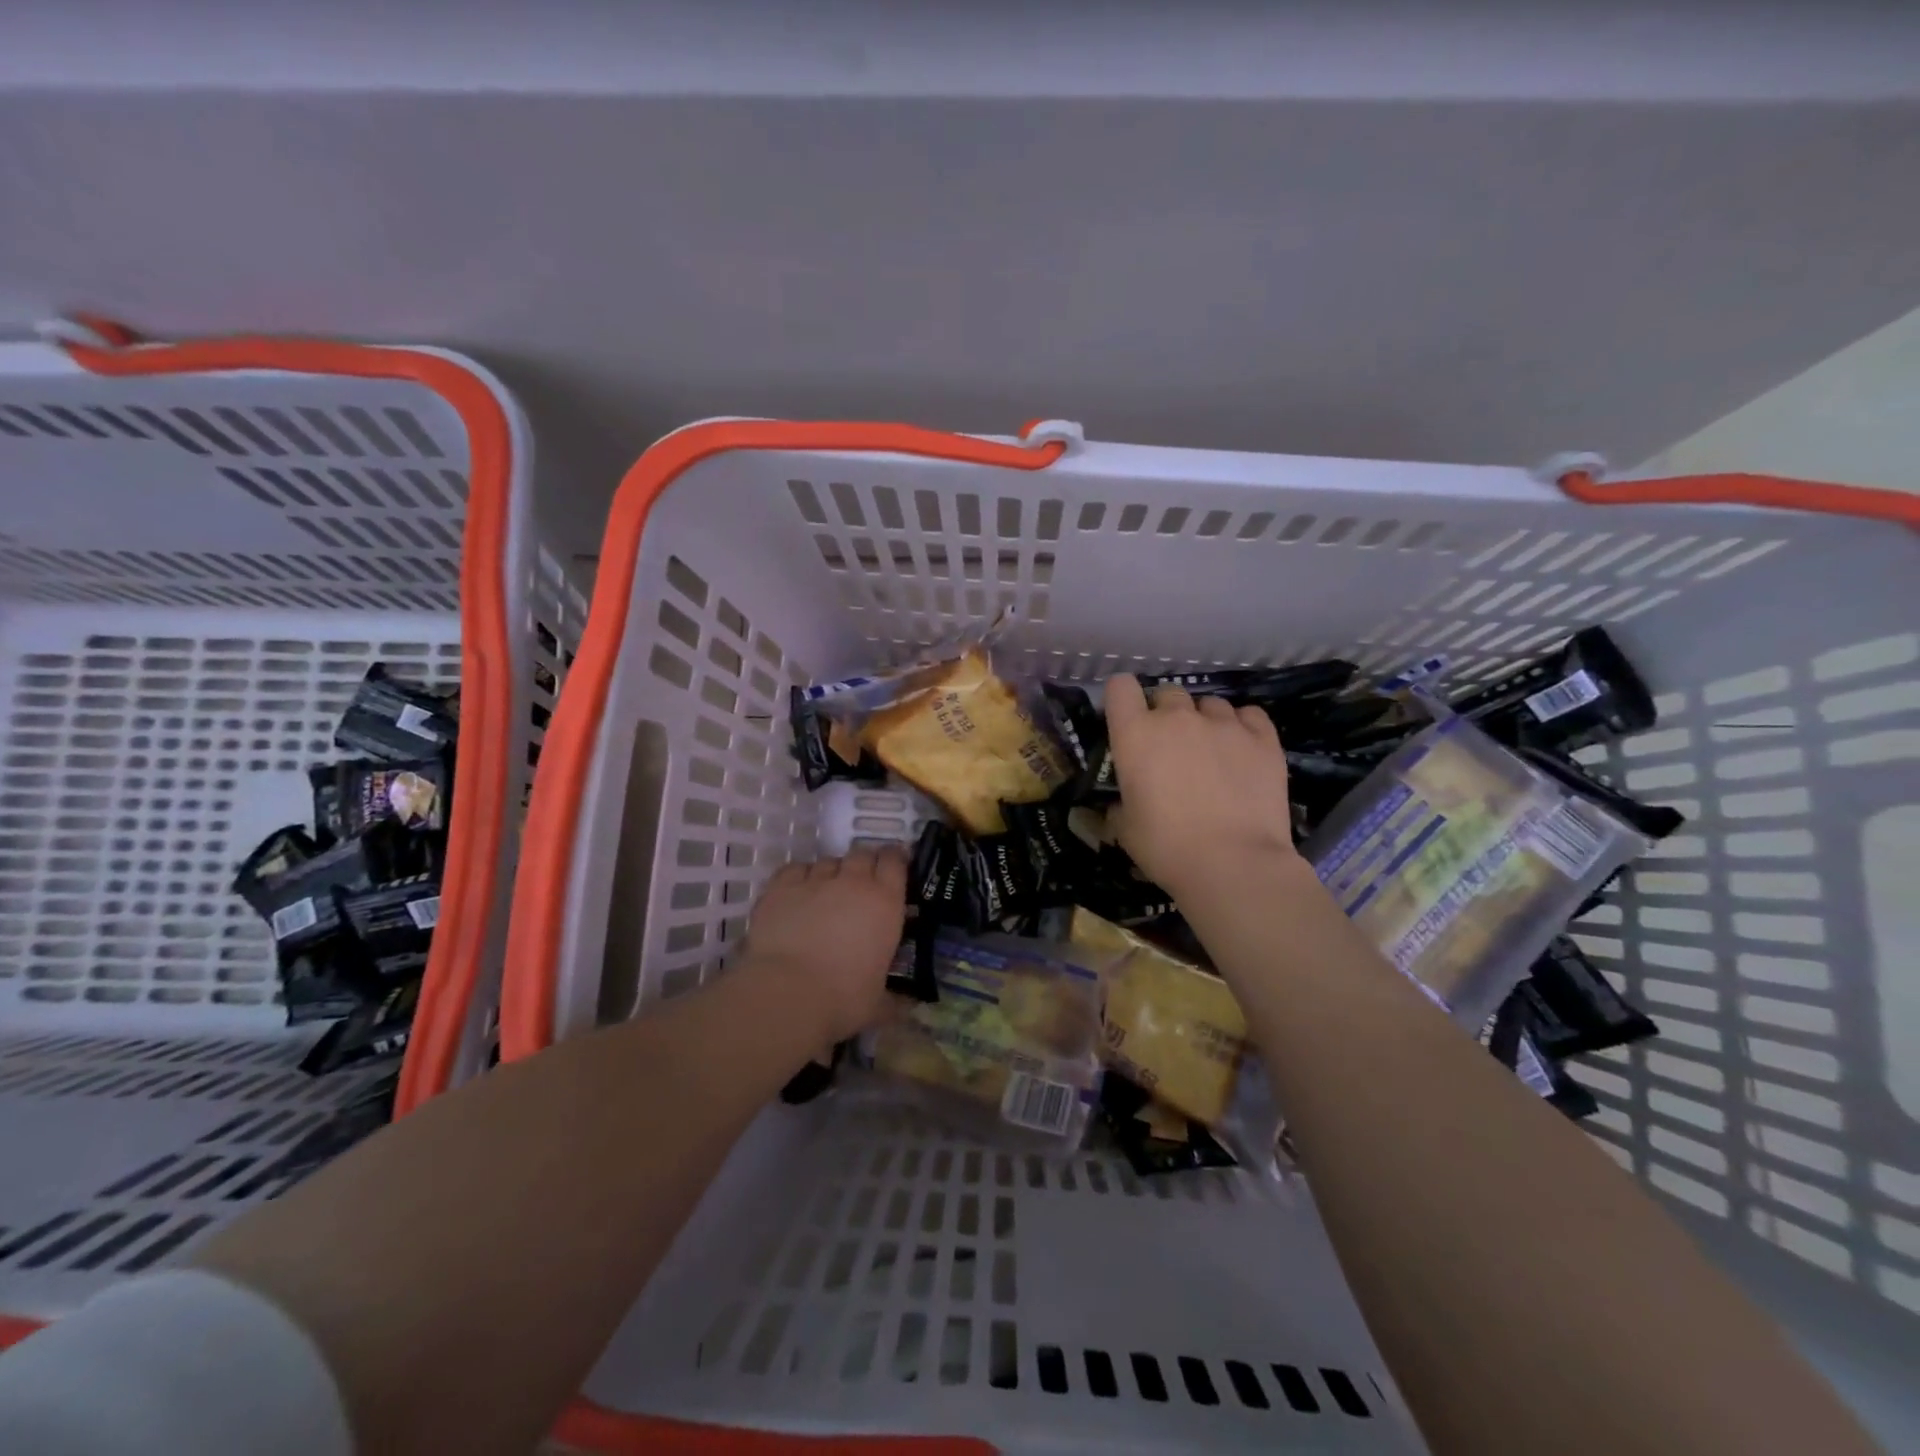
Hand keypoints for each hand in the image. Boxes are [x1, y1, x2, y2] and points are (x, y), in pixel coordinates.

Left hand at [740, 847, 908, 1043]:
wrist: (787, 994)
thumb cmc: (843, 999)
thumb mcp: (878, 1004)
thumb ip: (895, 1001)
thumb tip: (909, 1007)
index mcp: (885, 902)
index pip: (895, 861)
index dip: (895, 859)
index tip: (895, 867)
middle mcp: (853, 882)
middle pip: (862, 854)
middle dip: (864, 865)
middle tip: (860, 885)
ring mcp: (815, 881)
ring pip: (828, 862)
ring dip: (832, 874)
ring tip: (826, 894)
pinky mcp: (781, 887)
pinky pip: (795, 870)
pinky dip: (800, 878)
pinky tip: (797, 894)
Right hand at [1104, 674, 1299, 899]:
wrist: (1234, 863)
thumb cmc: (1167, 848)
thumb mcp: (1125, 829)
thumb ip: (1120, 804)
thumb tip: (1122, 803)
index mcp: (1136, 735)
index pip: (1120, 687)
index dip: (1122, 699)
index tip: (1127, 718)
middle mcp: (1177, 718)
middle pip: (1168, 692)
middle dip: (1166, 713)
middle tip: (1170, 746)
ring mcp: (1224, 724)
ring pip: (1209, 703)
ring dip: (1204, 720)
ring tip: (1211, 750)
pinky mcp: (1263, 738)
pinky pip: (1249, 715)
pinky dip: (1242, 726)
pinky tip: (1243, 748)